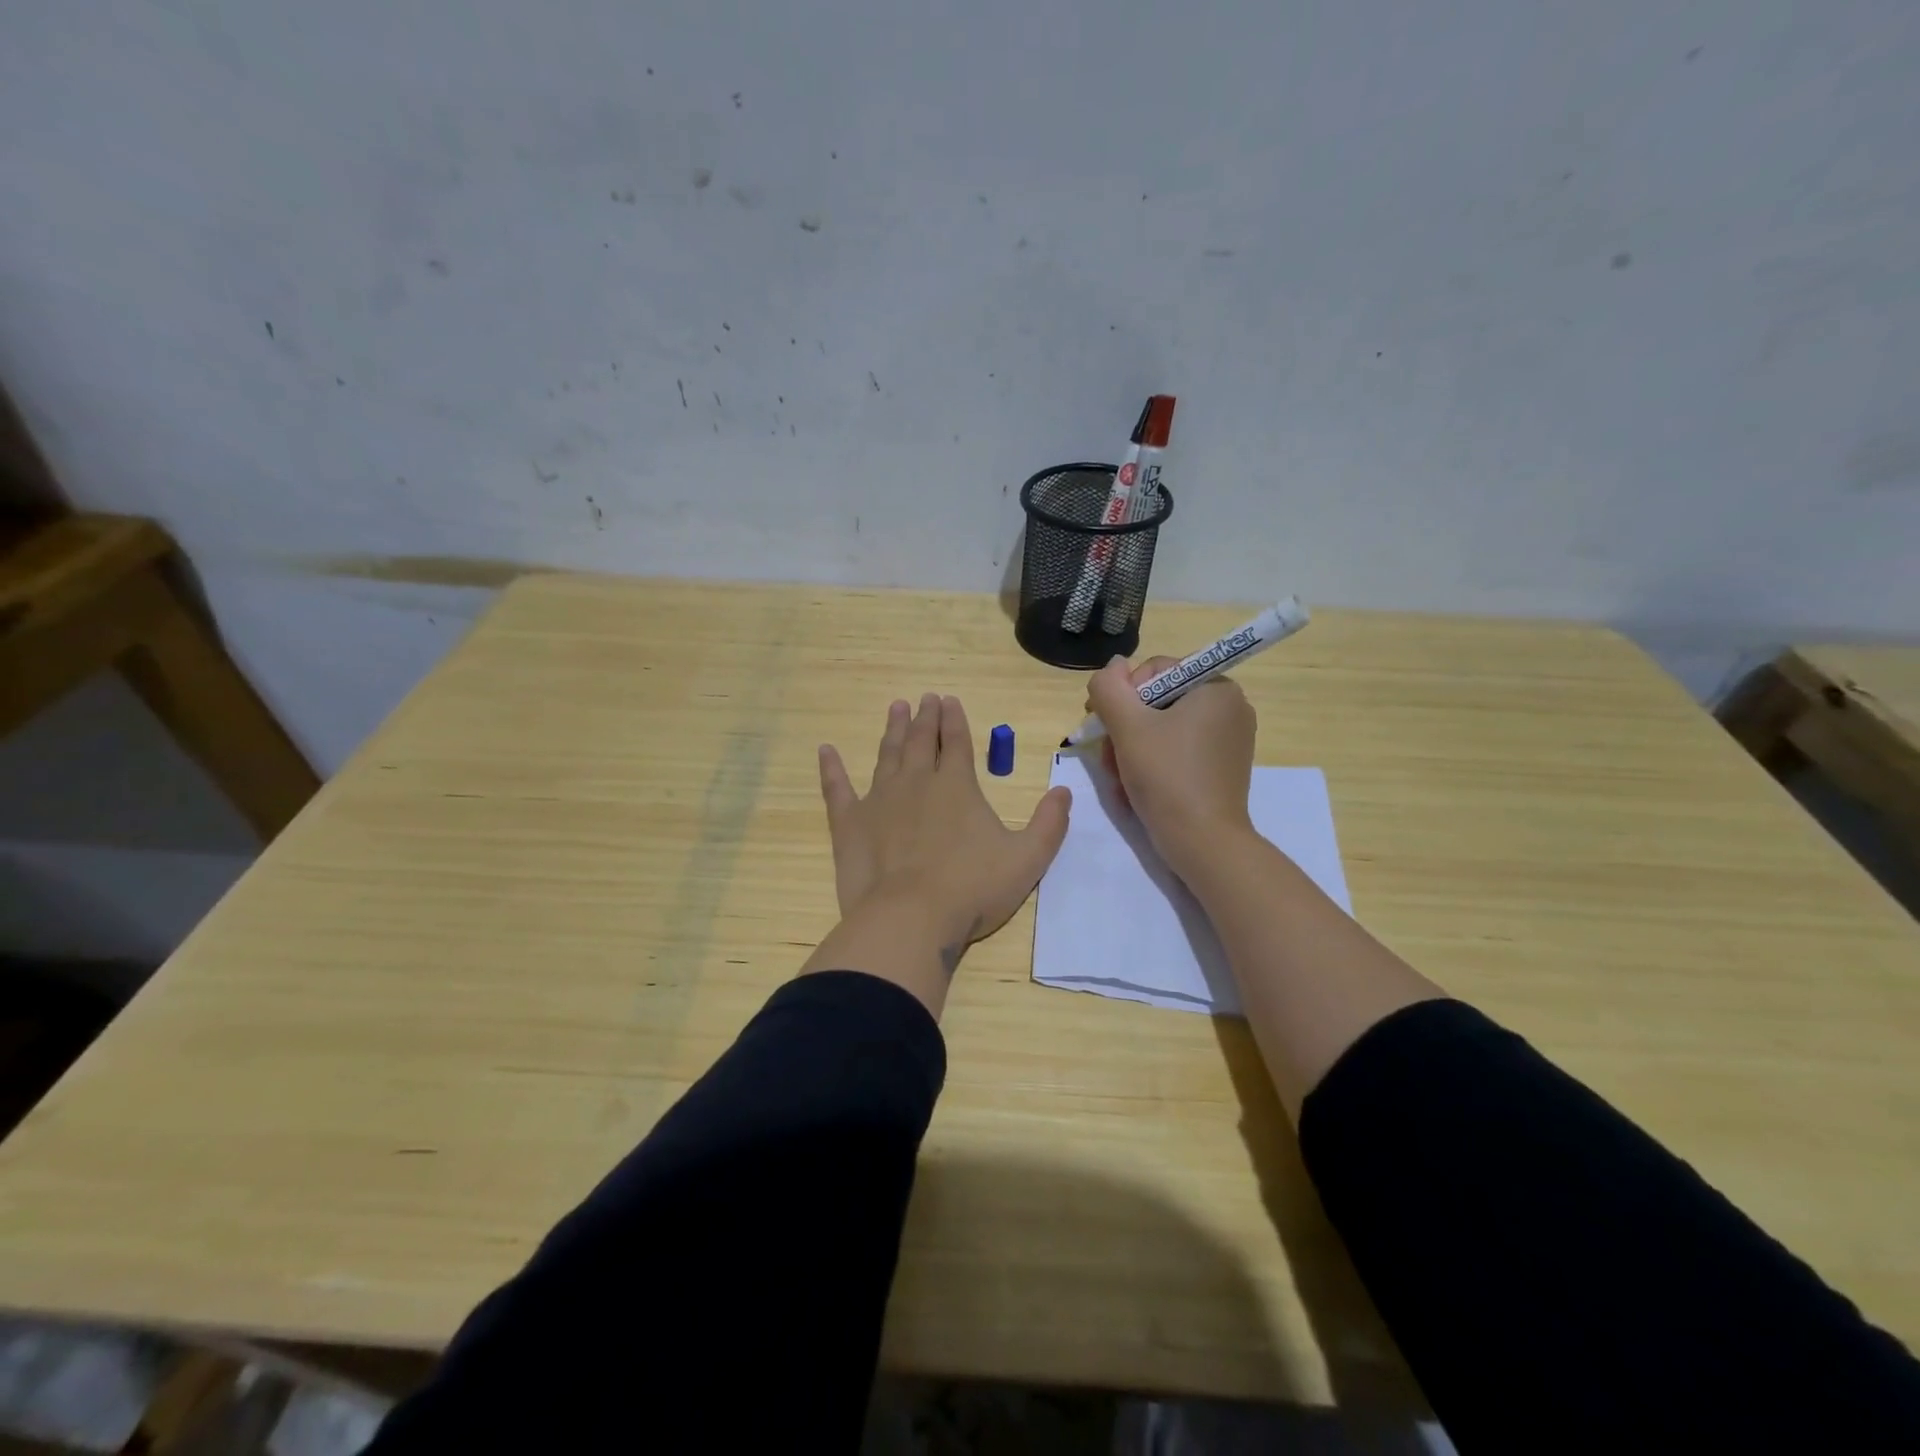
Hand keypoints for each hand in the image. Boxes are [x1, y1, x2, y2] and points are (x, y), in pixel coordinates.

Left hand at [818, 693, 1071, 960]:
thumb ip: (1050, 824)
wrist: (911, 918)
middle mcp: (916, 783)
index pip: (956, 743)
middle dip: (924, 718)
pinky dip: (831, 769)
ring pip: (885, 756)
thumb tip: (1064, 793)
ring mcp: (879, 800)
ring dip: (891, 731)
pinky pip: (837, 789)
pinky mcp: (849, 824)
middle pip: (919, 741)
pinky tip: (825, 751)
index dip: (954, 720)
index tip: (948, 700)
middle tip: (924, 698)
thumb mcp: (1027, 859)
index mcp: (956, 786)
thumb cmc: (972, 889)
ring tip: (895, 709)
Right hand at [1086, 655, 1256, 875]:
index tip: (1106, 726)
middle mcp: (1230, 707)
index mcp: (1217, 687)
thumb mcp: (1127, 726)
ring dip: (1132, 748)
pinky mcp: (1222, 767)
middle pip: (1158, 701)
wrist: (1202, 843)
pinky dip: (1153, 762)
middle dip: (1126, 727)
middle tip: (1108, 757)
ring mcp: (1229, 739)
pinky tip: (1135, 786)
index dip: (1124, 695)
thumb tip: (1112, 666)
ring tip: (1117, 777)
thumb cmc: (1166, 776)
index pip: (1156, 671)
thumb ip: (1110, 687)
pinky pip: (1179, 750)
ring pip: (1164, 728)